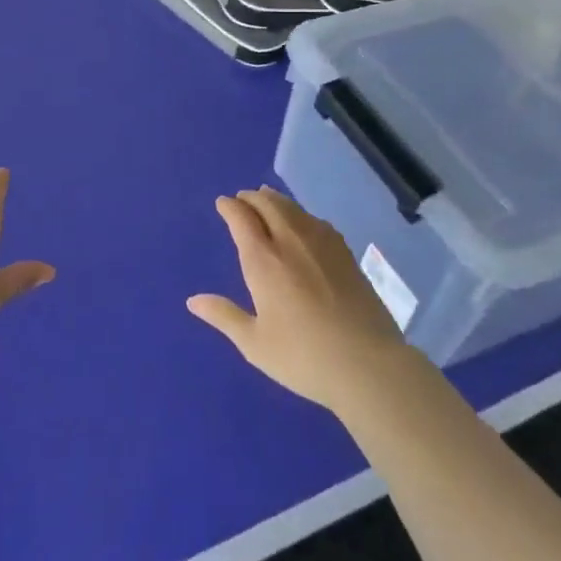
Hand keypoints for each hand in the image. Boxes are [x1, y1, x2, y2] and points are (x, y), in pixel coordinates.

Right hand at [187, 186, 412, 410]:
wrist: (367, 363)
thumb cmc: (303, 356)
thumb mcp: (254, 343)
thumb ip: (224, 316)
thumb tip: (193, 301)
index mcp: (263, 260)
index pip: (241, 218)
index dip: (230, 207)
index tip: (222, 203)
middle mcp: (290, 241)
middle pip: (268, 204)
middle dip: (251, 197)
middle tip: (242, 198)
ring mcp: (321, 243)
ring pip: (293, 208)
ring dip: (275, 200)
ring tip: (266, 199)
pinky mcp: (345, 252)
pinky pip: (315, 220)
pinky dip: (299, 212)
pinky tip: (301, 222)